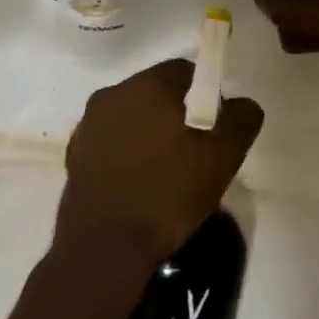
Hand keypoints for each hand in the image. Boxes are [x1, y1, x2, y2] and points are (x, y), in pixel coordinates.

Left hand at [56, 59, 262, 270]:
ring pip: (133, 118)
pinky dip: (127, 156)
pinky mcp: (75, 155)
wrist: (104, 247)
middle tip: (195, 156)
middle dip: (178, 116)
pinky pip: (112, 144)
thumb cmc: (167, 193)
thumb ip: (241, 119)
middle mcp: (112, 94)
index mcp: (146, 84)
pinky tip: (139, 189)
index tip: (214, 131)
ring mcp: (89, 125)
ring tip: (167, 177)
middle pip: (156, 93)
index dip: (206, 96)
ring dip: (150, 136)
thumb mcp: (222, 157)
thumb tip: (242, 103)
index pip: (185, 71)